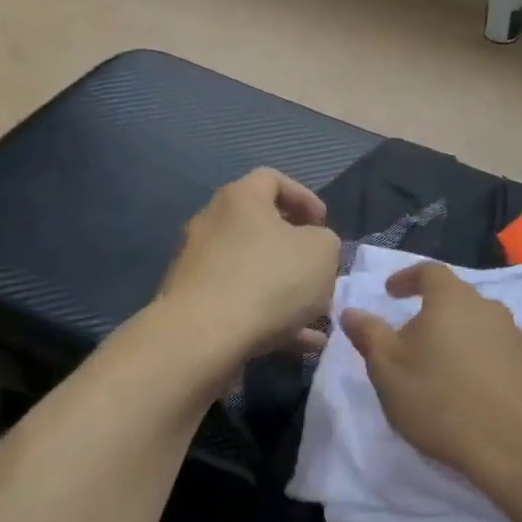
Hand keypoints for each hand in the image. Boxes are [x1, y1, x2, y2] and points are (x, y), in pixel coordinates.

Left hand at [161, 168, 340, 358]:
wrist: (205, 337)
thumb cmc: (271, 279)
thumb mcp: (323, 251)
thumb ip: (326, 241)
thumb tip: (313, 248)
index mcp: (241, 200)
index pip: (272, 179)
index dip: (304, 197)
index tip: (324, 223)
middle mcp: (212, 225)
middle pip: (261, 229)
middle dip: (296, 252)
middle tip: (321, 271)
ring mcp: (198, 267)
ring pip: (254, 272)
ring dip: (287, 290)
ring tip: (317, 316)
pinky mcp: (194, 305)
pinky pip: (242, 304)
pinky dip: (271, 318)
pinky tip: (300, 342)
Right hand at [339, 261, 521, 487]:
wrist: (518, 444)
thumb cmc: (441, 401)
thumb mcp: (388, 371)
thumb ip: (370, 336)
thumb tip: (352, 311)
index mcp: (452, 301)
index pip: (429, 272)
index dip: (408, 278)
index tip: (391, 292)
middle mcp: (492, 309)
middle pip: (460, 301)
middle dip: (437, 314)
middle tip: (417, 342)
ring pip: (486, 329)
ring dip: (466, 342)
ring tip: (449, 373)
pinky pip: (508, 357)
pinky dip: (491, 367)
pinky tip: (483, 395)